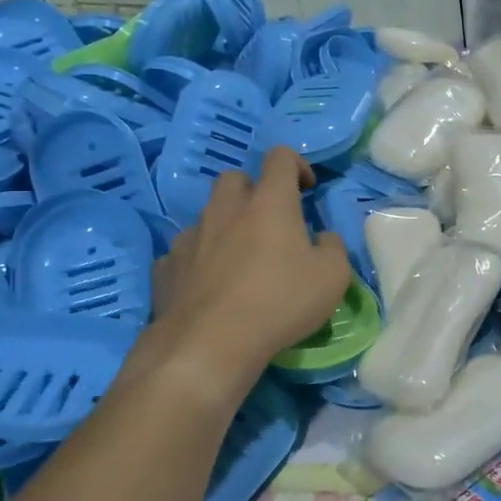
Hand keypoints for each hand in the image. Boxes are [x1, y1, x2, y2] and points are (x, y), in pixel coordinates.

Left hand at [143, 148, 350, 387]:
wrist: (211, 343)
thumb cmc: (281, 302)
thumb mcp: (333, 277)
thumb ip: (333, 247)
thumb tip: (322, 238)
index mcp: (269, 202)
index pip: (279, 157)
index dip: (296, 165)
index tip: (306, 189)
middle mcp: (226, 209)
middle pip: (235, 179)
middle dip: (253, 191)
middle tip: (269, 221)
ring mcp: (191, 236)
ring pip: (207, 215)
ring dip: (225, 226)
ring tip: (238, 258)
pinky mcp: (167, 266)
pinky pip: (184, 251)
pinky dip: (198, 259)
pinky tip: (208, 285)